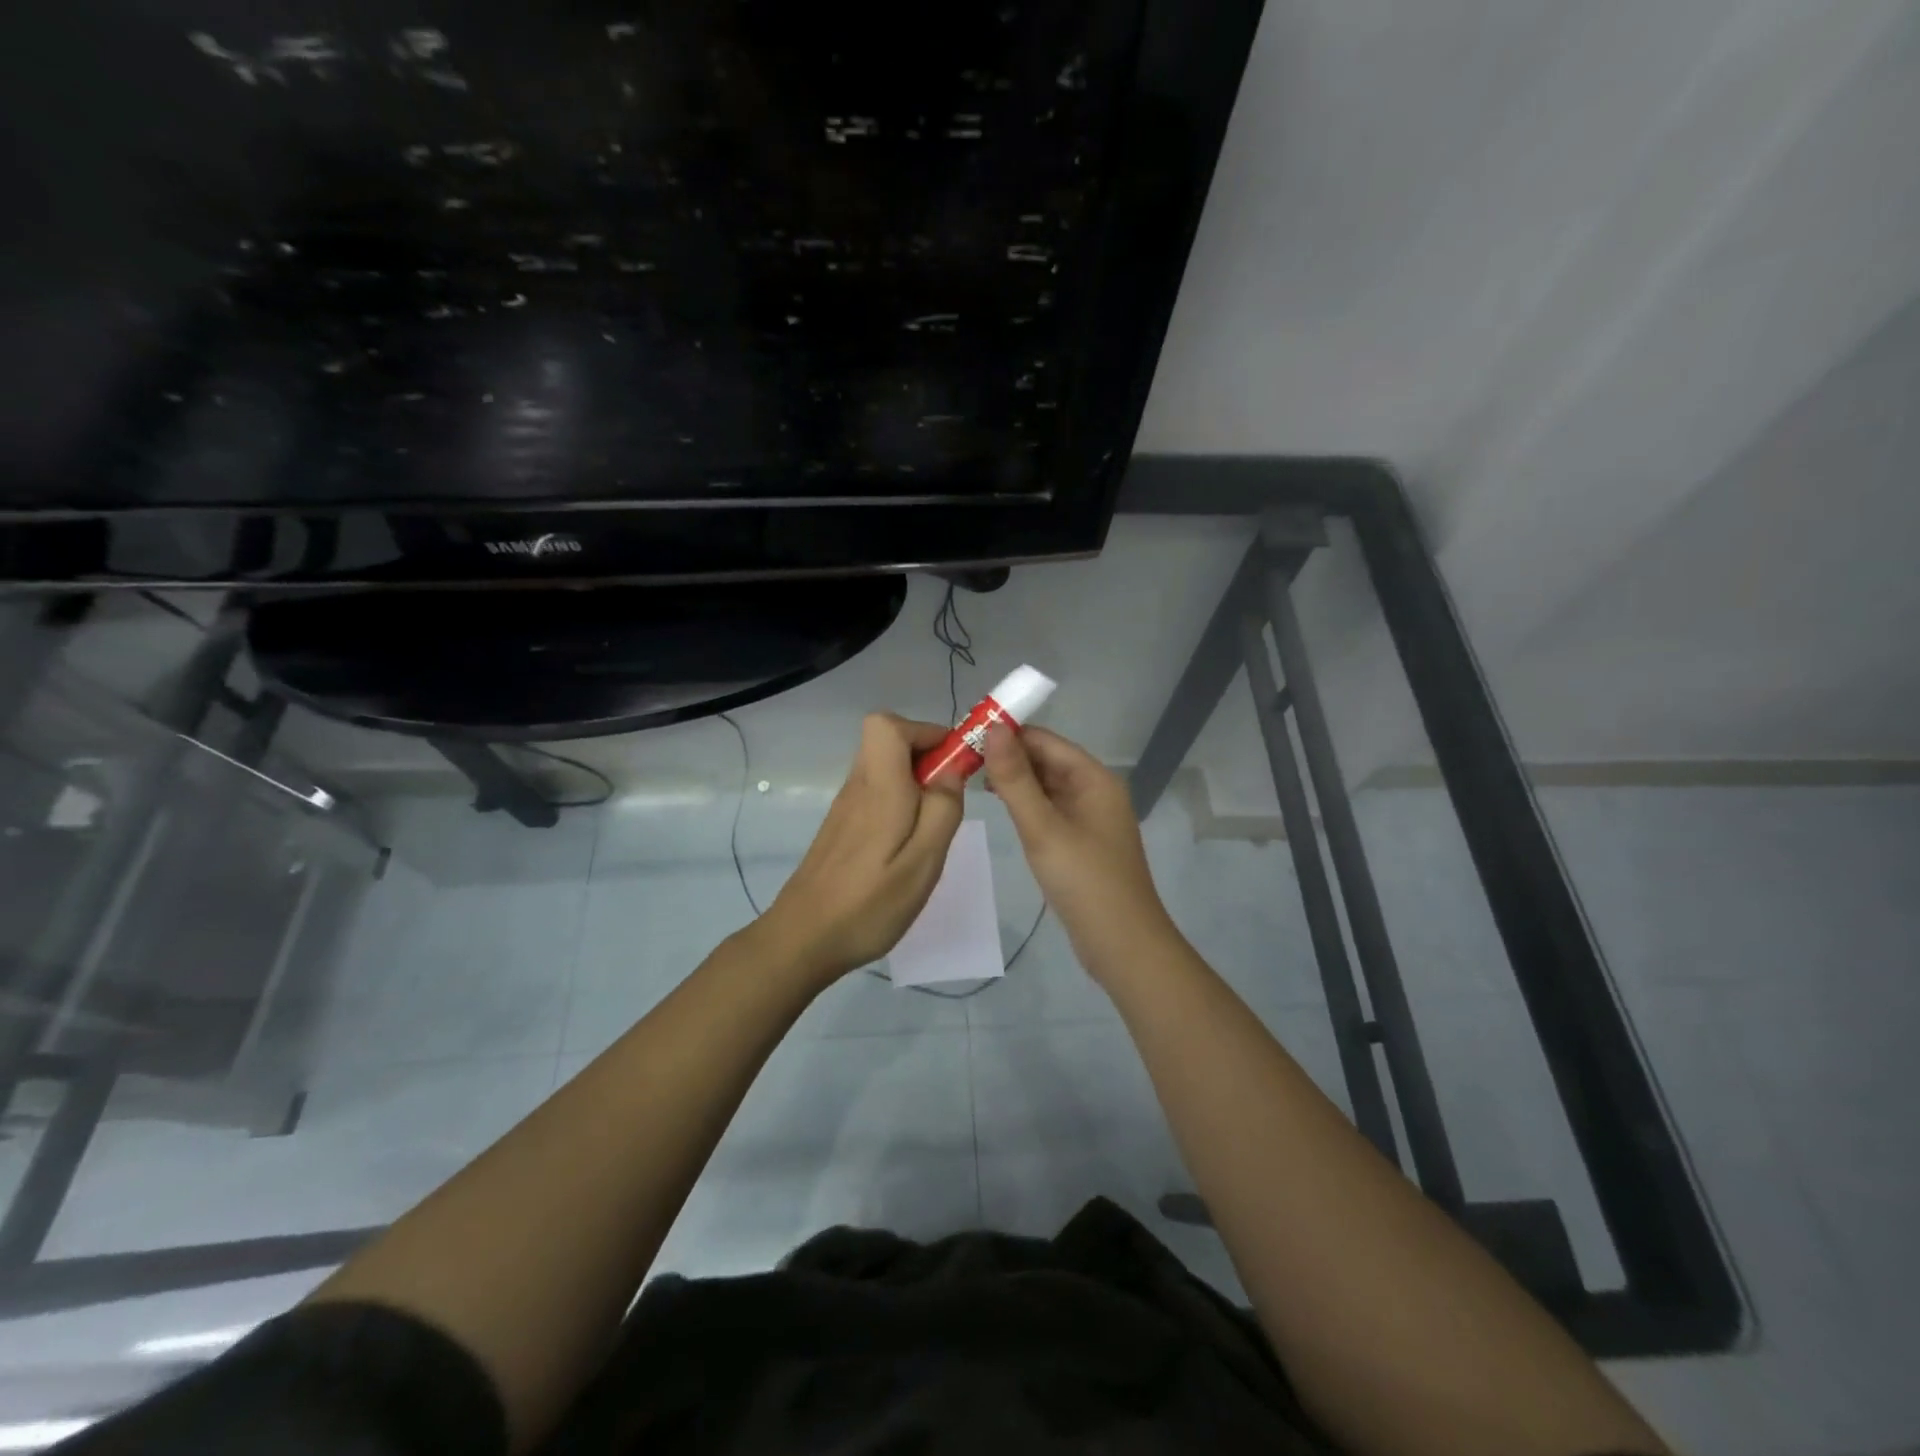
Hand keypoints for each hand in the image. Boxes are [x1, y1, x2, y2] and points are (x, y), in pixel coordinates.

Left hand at [754, 713, 965, 986]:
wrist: (804, 939)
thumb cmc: (870, 903)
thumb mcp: (923, 861)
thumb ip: (943, 808)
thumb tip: (952, 768)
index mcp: (879, 786)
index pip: (887, 724)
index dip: (925, 731)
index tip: (952, 763)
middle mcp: (859, 786)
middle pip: (888, 741)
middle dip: (926, 756)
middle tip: (948, 798)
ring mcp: (846, 805)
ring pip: (884, 767)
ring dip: (915, 782)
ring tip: (932, 827)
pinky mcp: (842, 826)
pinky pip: (876, 792)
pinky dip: (899, 802)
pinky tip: (906, 847)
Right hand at [983, 725, 1179, 981]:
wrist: (1122, 944)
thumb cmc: (1084, 881)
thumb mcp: (1043, 827)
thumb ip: (1015, 779)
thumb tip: (994, 728)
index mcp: (1093, 778)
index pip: (1044, 740)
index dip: (1007, 734)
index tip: (965, 736)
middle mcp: (1094, 789)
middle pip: (1046, 760)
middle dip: (1007, 757)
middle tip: (959, 760)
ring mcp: (1089, 816)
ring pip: (1046, 785)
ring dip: (1013, 780)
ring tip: (970, 780)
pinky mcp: (1081, 840)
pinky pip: (1050, 809)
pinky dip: (1025, 804)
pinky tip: (1000, 808)